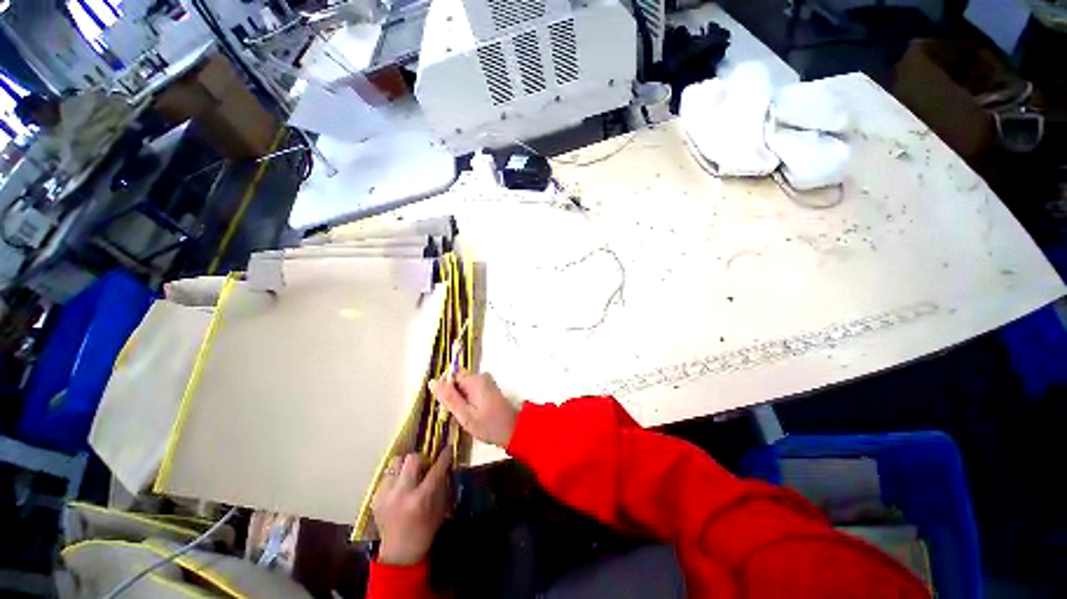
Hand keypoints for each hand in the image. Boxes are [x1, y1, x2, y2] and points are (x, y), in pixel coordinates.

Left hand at [371, 448, 451, 565]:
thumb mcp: (440, 507)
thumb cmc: (425, 530)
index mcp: (421, 498)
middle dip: (421, 459)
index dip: (444, 456)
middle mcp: (401, 493)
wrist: (399, 553)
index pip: (436, 468)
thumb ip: (442, 483)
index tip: (449, 448)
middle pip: (411, 458)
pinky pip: (387, 476)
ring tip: (409, 477)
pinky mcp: (375, 498)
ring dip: (405, 467)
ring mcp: (385, 495)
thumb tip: (445, 463)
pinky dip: (395, 478)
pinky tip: (399, 490)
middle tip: (424, 466)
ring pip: (396, 462)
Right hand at [430, 373, 518, 447]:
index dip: (446, 393)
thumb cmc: (488, 425)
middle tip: (459, 416)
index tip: (449, 409)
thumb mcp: (465, 415)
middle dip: (453, 398)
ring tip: (466, 417)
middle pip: (457, 382)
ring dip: (460, 401)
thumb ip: (448, 398)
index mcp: (475, 380)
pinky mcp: (488, 387)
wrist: (513, 430)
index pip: (450, 378)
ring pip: (463, 388)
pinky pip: (471, 390)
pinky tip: (472, 414)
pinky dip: (468, 401)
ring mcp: (486, 381)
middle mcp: (481, 376)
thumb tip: (432, 382)